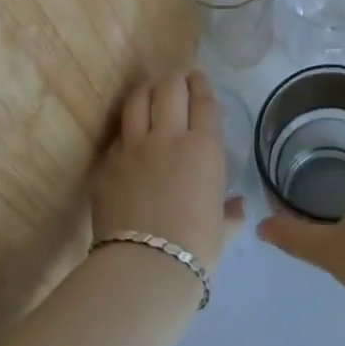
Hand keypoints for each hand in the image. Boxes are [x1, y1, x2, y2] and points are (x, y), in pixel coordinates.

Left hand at [92, 69, 244, 276]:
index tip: (198, 77)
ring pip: (138, 99)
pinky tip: (129, 136)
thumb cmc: (195, 250)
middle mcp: (168, 136)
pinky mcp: (107, 163)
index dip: (201, 83)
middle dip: (174, 78)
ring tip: (149, 94)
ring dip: (146, 91)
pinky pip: (118, 135)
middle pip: (169, 87)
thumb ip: (230, 212)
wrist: (144, 268)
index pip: (203, 100)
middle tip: (176, 81)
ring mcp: (133, 147)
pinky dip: (127, 129)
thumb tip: (237, 208)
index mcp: (204, 147)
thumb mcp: (222, 231)